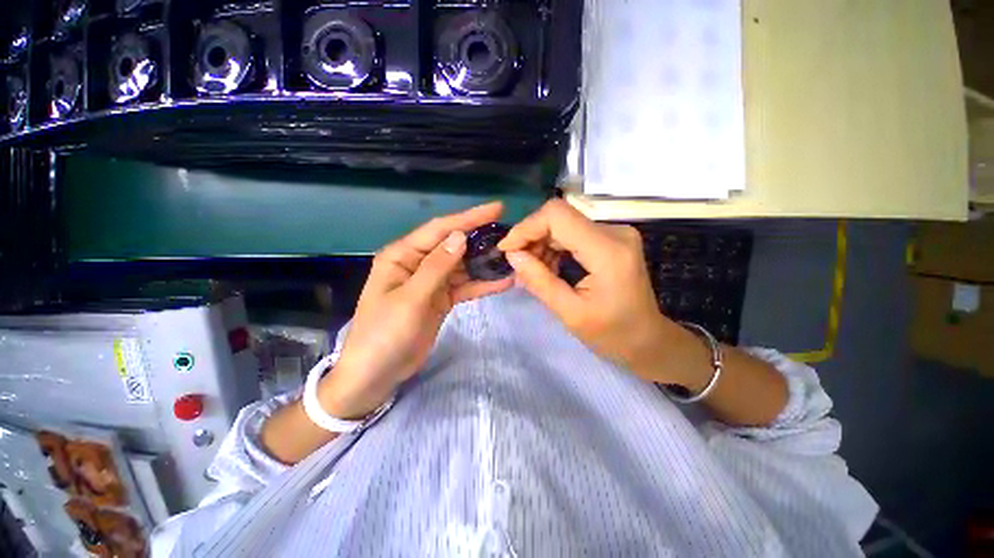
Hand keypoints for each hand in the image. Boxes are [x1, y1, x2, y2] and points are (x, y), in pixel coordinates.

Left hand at [322, 202, 513, 418]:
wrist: (376, 374)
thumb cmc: (384, 334)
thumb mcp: (410, 299)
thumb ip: (436, 267)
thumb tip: (460, 236)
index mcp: (403, 256)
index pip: (439, 229)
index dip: (468, 218)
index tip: (496, 208)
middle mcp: (418, 263)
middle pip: (454, 245)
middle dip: (480, 239)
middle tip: (510, 235)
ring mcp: (431, 282)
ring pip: (462, 266)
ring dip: (485, 263)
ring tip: (511, 257)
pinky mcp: (441, 299)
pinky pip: (464, 287)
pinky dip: (482, 285)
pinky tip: (503, 282)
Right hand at [498, 200, 680, 378]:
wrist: (648, 340)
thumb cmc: (612, 335)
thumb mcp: (569, 313)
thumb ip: (539, 281)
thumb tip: (511, 255)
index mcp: (607, 251)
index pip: (557, 216)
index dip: (526, 228)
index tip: (507, 250)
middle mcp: (614, 232)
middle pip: (559, 217)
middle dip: (531, 237)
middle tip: (518, 265)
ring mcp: (615, 233)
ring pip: (563, 223)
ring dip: (541, 243)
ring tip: (532, 271)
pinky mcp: (611, 238)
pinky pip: (573, 232)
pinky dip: (554, 246)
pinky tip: (548, 267)